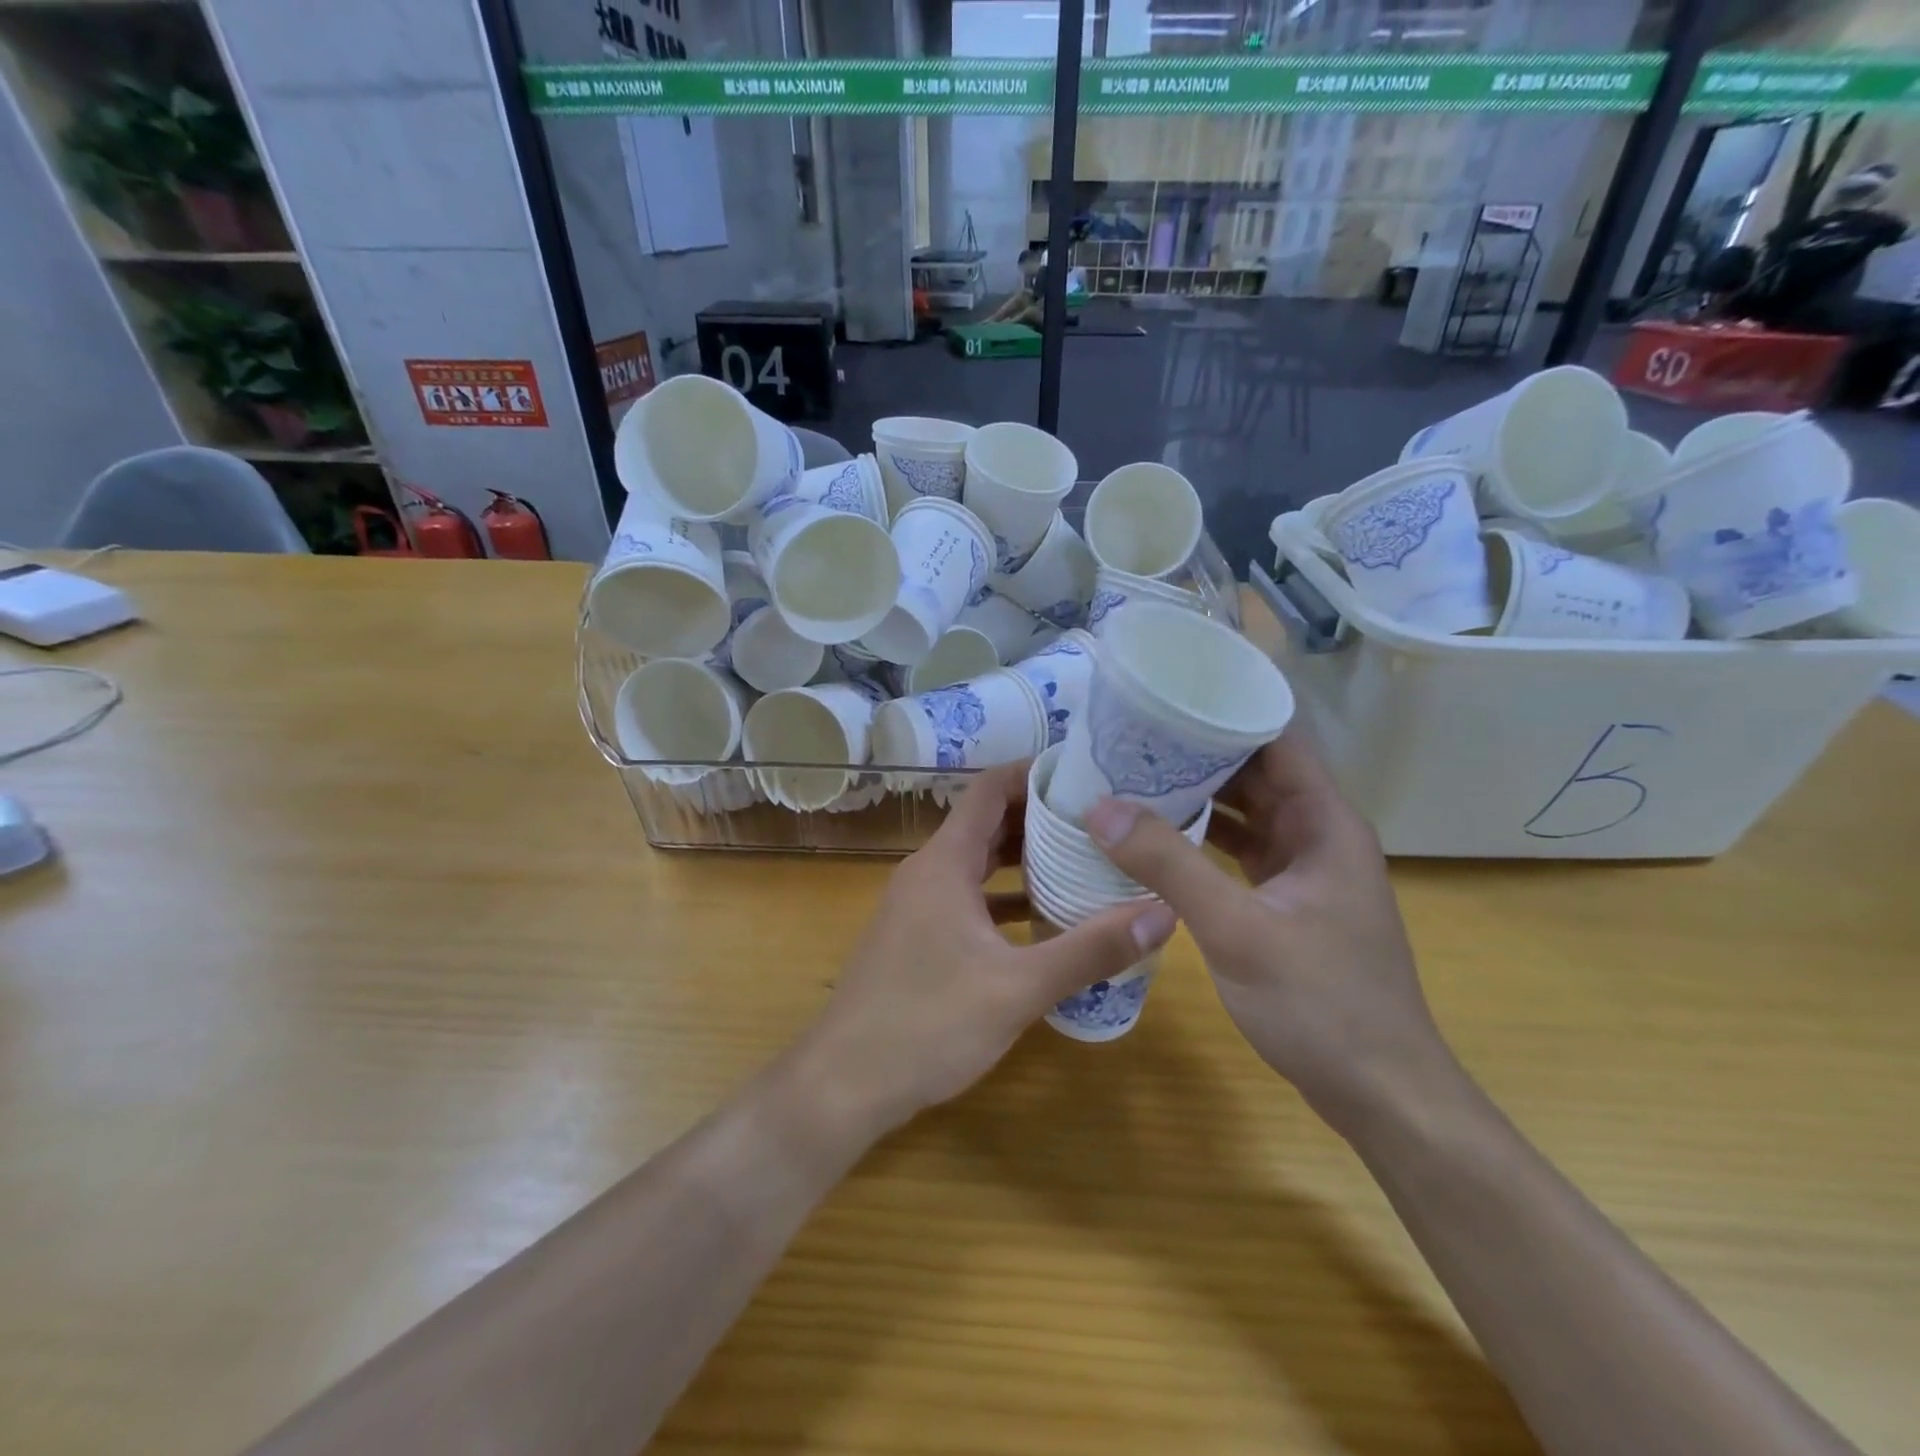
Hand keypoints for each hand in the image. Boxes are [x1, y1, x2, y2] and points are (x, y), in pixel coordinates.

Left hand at [805, 763, 1175, 1131]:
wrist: (843, 1083)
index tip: (1085, 773)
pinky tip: (1042, 919)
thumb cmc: (928, 1024)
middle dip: (1040, 817)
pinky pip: (967, 898)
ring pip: (977, 863)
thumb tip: (1163, 912)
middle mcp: (927, 872)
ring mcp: (918, 905)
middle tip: (1100, 820)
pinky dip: (1003, 897)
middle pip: (987, 823)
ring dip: (1023, 859)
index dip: (1034, 773)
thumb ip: (1091, 949)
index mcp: (945, 863)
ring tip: (1083, 861)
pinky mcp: (917, 936)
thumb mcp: (1018, 988)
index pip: (990, 789)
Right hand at [1083, 729, 1451, 1132]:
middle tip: (1130, 736)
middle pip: (1256, 771)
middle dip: (1198, 752)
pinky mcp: (1287, 903)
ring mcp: (1303, 870)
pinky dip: (1202, 839)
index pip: (1276, 739)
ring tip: (1133, 776)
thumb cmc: (1322, 1004)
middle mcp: (1317, 834)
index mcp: (1324, 822)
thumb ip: (1168, 865)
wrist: (1382, 1094)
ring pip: (1246, 813)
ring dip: (1197, 796)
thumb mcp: (1237, 929)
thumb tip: (1099, 807)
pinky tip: (1157, 838)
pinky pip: (1240, 852)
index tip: (1165, 697)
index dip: (1226, 711)